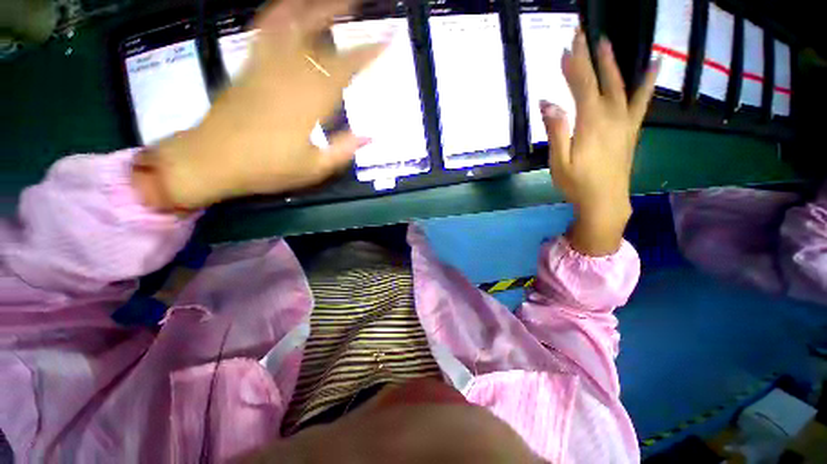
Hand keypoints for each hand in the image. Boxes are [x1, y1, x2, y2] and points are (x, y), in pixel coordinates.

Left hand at [135, 0, 384, 210]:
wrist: (212, 160)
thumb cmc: (267, 168)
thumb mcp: (313, 169)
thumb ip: (343, 150)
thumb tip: (371, 137)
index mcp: (309, 103)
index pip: (344, 70)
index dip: (367, 53)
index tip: (386, 39)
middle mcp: (289, 76)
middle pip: (319, 37)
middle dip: (342, 16)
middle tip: (360, 3)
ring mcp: (265, 66)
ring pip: (290, 25)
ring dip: (312, 6)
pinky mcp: (248, 65)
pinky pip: (263, 31)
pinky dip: (277, 13)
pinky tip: (288, 5)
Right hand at [541, 30, 657, 255]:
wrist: (605, 201)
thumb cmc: (577, 184)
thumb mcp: (559, 161)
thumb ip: (556, 131)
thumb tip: (548, 103)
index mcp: (591, 123)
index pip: (582, 85)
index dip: (573, 65)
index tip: (565, 46)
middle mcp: (611, 115)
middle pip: (600, 79)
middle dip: (589, 56)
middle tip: (582, 33)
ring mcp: (625, 121)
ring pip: (620, 84)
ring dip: (612, 62)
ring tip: (606, 42)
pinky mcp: (631, 128)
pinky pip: (642, 99)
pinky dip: (648, 80)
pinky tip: (654, 64)